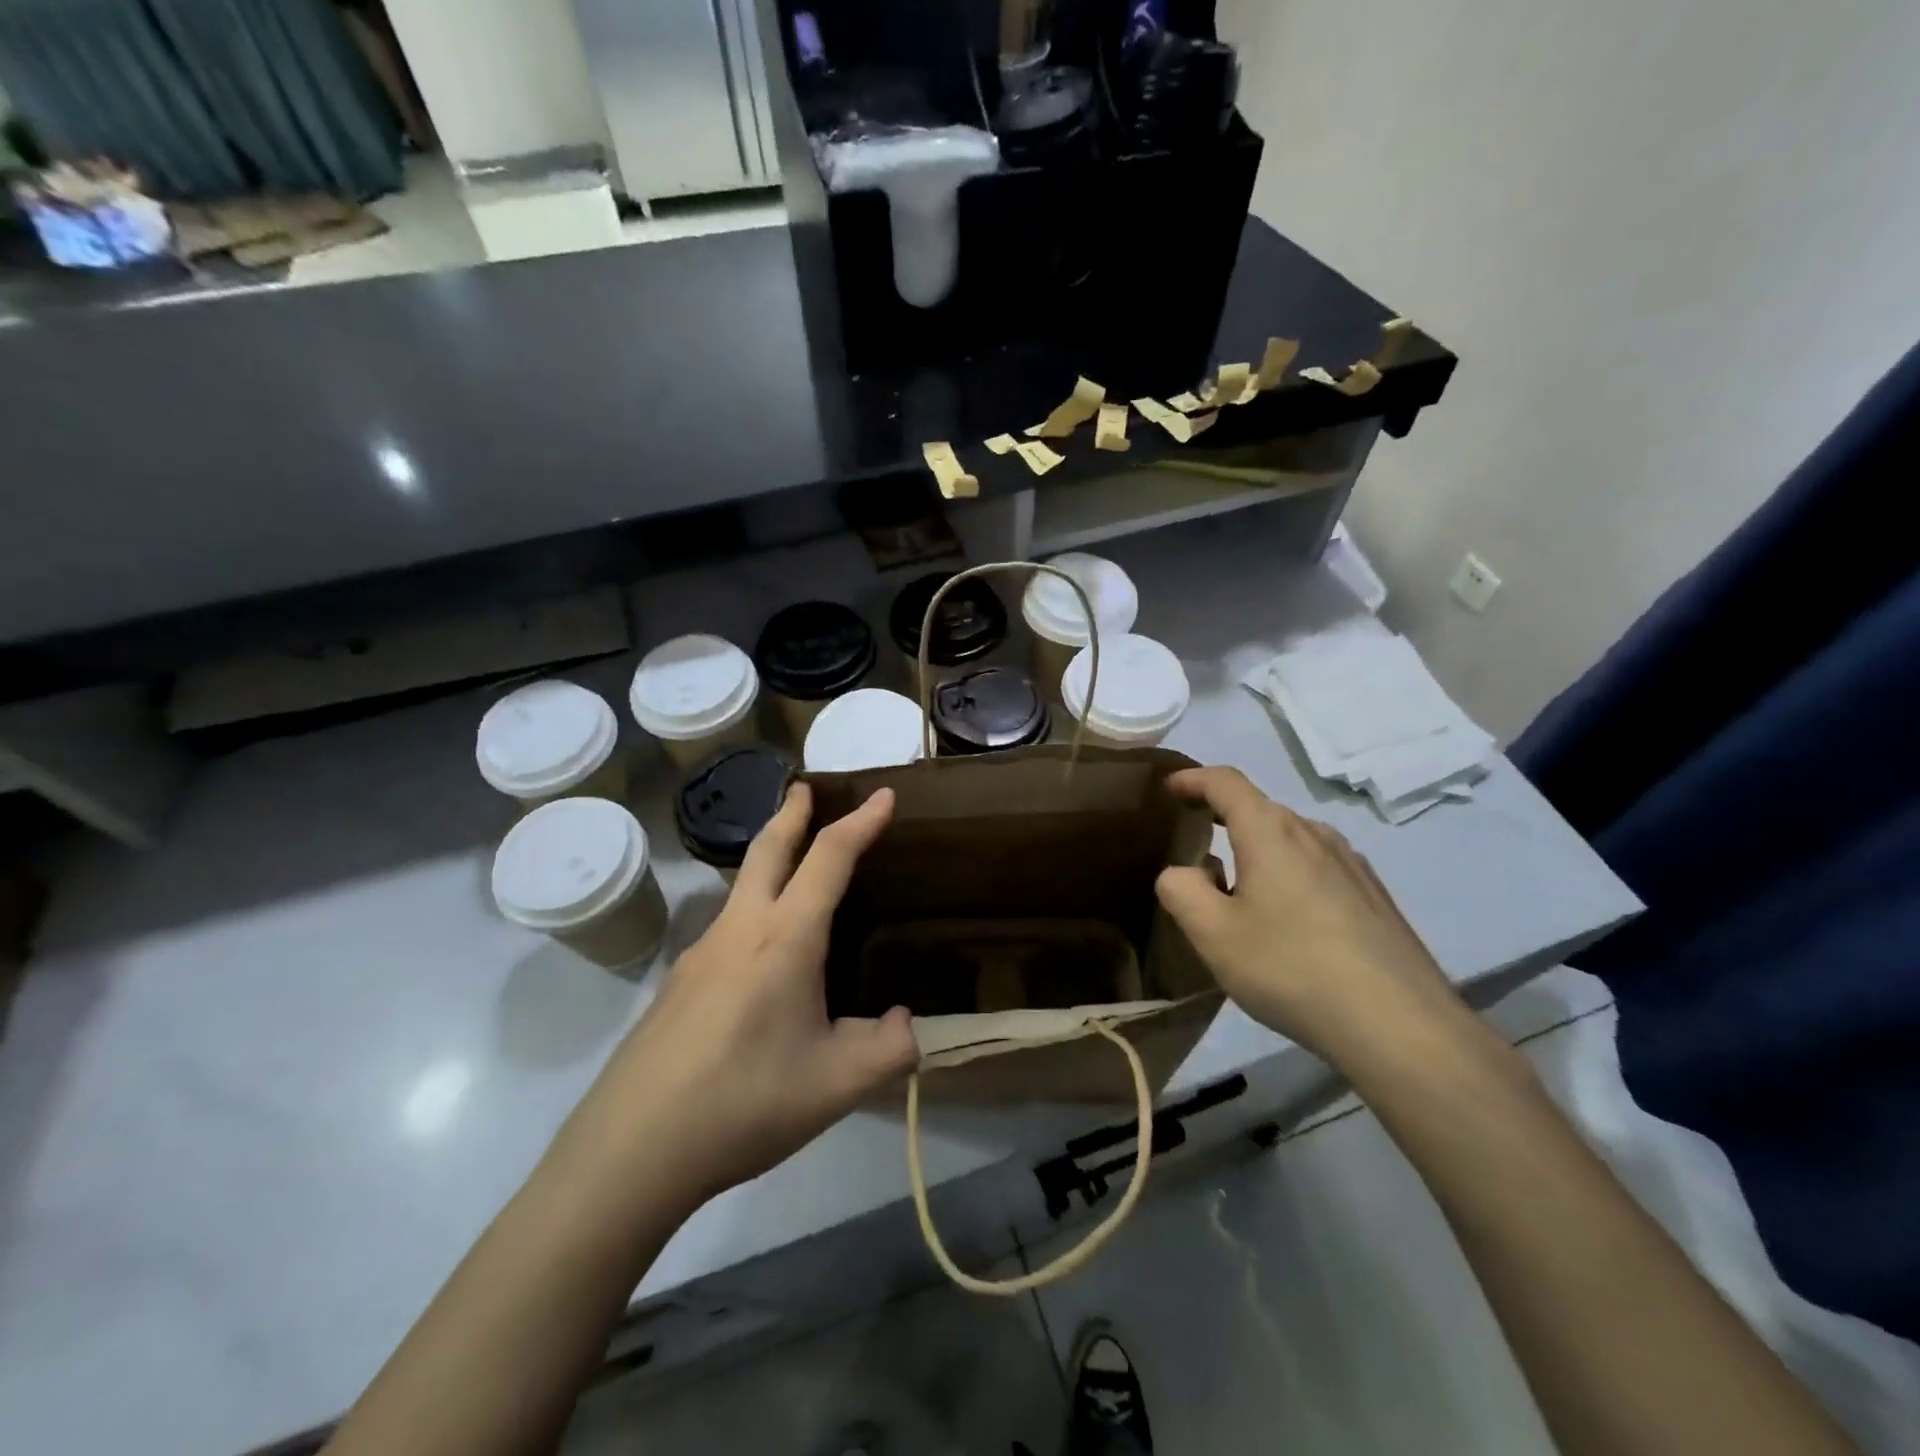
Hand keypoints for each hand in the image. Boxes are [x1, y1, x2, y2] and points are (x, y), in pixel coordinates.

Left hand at [561, 784, 918, 1210]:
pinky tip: (761, 961)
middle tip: (807, 789)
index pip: (829, 858)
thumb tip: (907, 1025)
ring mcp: (700, 955)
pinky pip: (726, 930)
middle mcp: (740, 930)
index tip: (881, 794)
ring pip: (741, 888)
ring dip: (769, 861)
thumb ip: (891, 1049)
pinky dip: (753, 912)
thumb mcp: (838, 1084)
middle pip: (767, 850)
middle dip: (792, 813)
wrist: (632, 1150)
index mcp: (785, 939)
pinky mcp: (677, 986)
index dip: (860, 822)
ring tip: (793, 872)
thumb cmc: (745, 1102)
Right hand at [1154, 766, 1460, 1063]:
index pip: (1225, 782)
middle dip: (1222, 820)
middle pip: (1260, 810)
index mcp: (1271, 832)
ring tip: (1240, 894)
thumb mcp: (1213, 935)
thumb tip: (1184, 872)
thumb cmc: (1292, 968)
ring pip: (1291, 840)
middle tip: (1196, 853)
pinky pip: (1318, 867)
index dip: (1193, 778)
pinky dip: (1289, 875)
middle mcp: (1314, 834)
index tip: (1170, 787)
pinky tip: (1290, 922)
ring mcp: (1351, 863)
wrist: (1400, 1025)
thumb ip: (1181, 890)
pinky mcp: (1374, 895)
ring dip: (1257, 852)